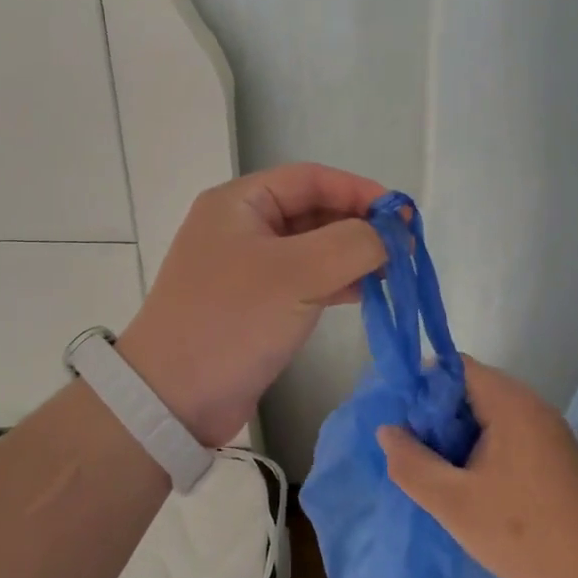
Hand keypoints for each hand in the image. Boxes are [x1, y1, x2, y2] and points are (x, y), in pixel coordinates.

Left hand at [116, 163, 387, 446]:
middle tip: (404, 247)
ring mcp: (247, 267)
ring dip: (352, 255)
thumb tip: (388, 235)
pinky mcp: (255, 304)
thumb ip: (352, 244)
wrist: (173, 399)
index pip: (311, 178)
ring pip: (311, 247)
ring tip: (394, 273)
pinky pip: (304, 280)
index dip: (360, 190)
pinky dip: (336, 282)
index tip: (402, 214)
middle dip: (359, 225)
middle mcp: (241, 226)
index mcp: (240, 203)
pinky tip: (367, 294)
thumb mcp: (297, 274)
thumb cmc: (232, 321)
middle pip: (313, 210)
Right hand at [379, 358, 577, 577]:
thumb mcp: (452, 502)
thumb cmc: (521, 532)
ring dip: (460, 437)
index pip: (455, 367)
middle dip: (438, 416)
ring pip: (489, 416)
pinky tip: (474, 487)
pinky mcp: (557, 458)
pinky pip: (509, 436)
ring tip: (440, 472)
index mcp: (509, 403)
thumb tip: (387, 431)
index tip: (403, 420)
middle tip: (415, 450)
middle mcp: (532, 406)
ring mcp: (549, 432)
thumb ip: (411, 464)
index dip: (423, 387)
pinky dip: (484, 450)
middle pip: (471, 390)